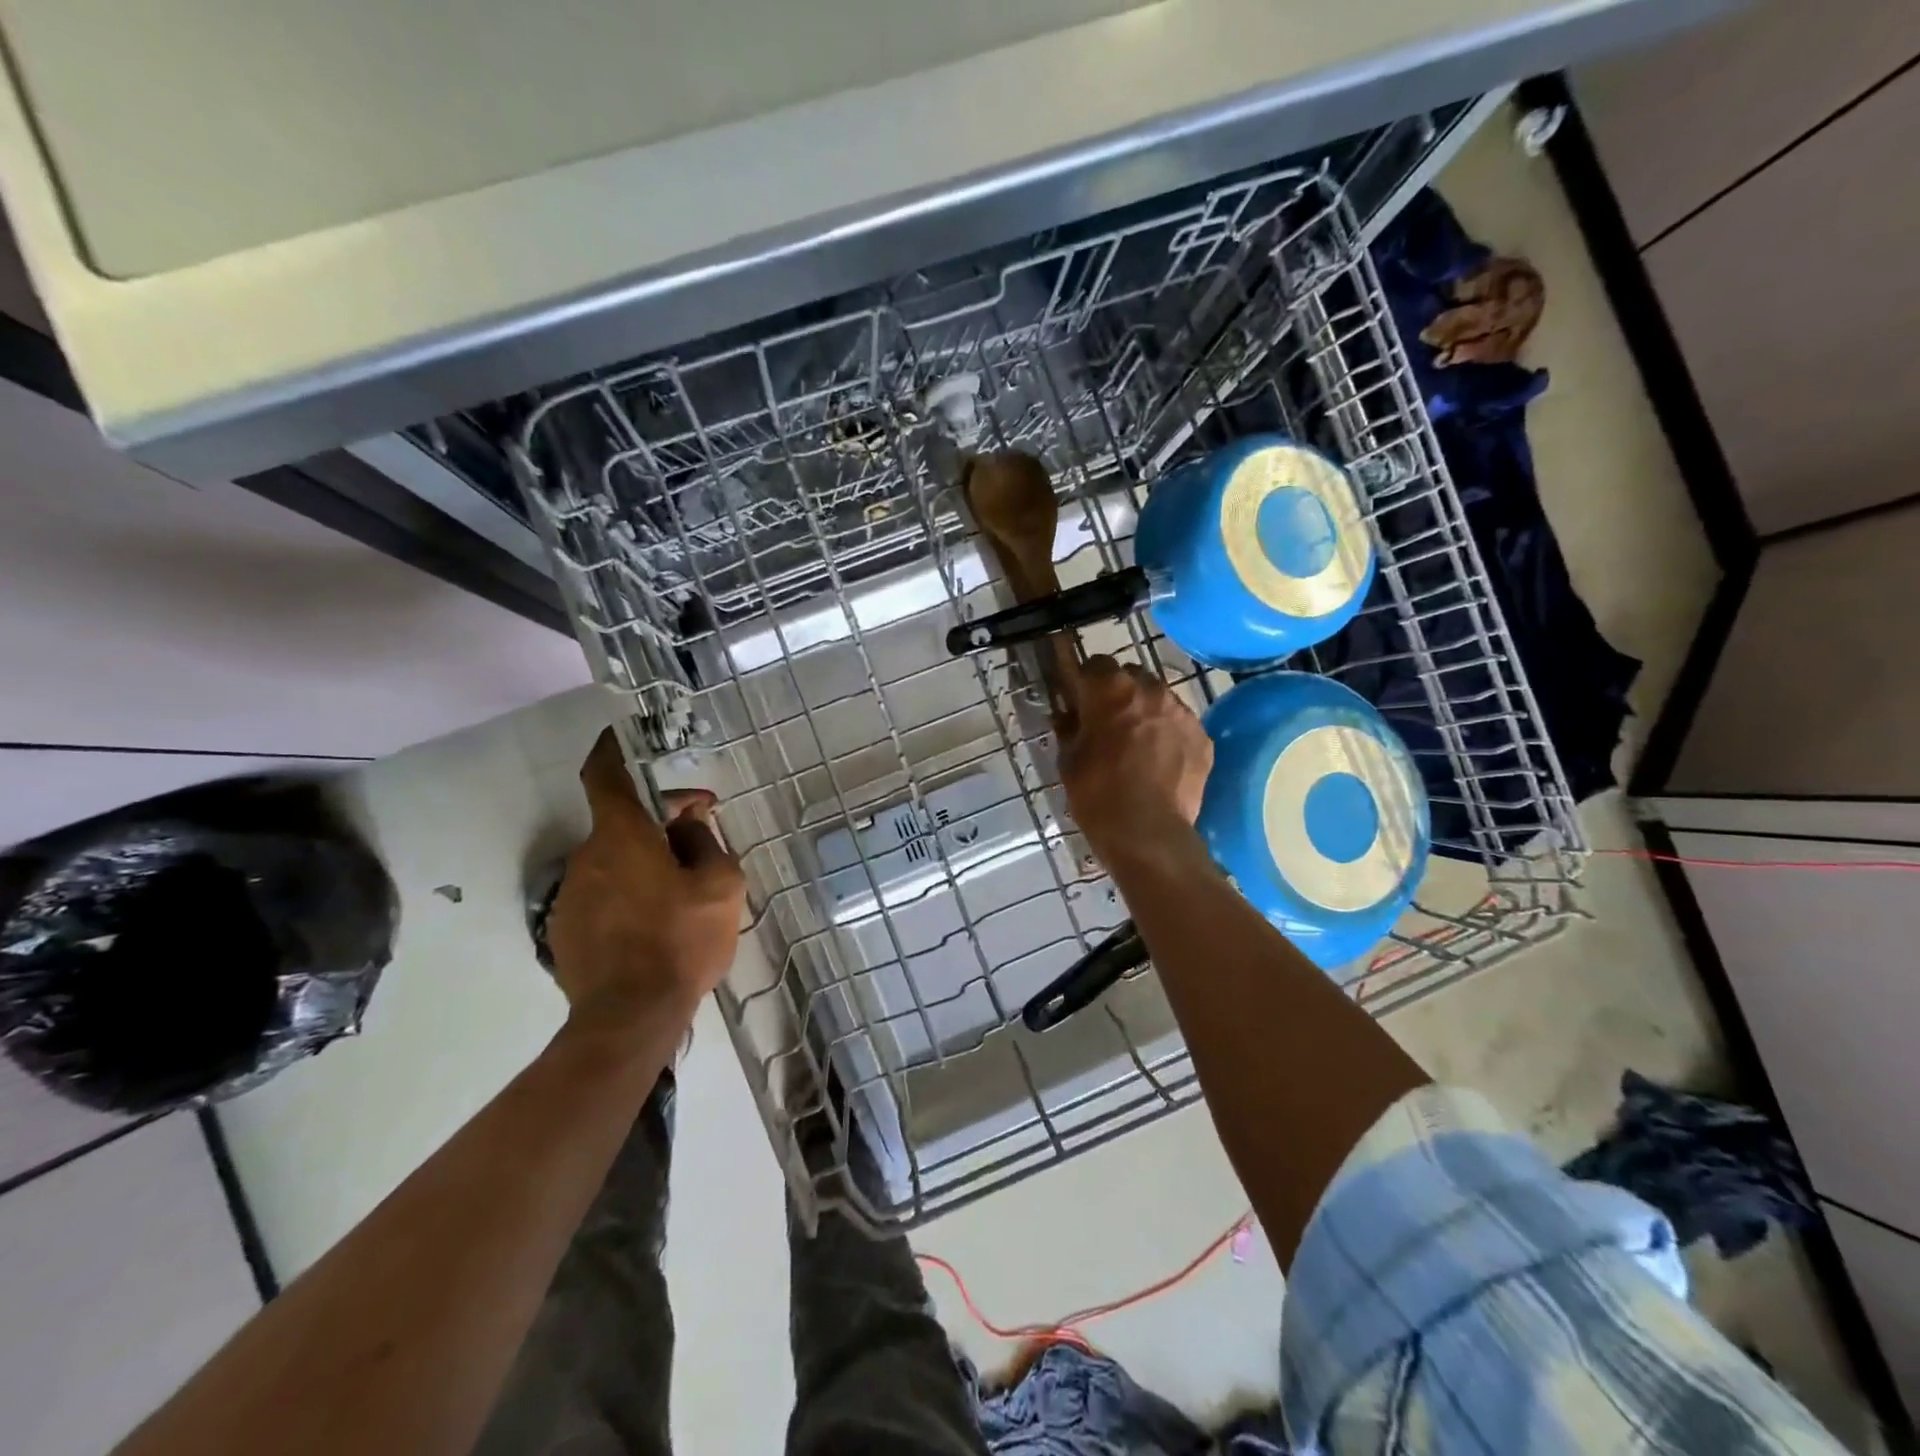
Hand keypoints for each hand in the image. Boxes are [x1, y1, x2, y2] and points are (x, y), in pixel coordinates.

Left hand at [547, 729, 745, 1036]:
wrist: (630, 1017)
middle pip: (621, 820)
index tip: (623, 736)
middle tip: (700, 832)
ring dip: (646, 857)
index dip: (613, 749)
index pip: (605, 775)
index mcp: (622, 837)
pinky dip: (630, 889)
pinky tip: (658, 918)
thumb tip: (687, 823)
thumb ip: (705, 843)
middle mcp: (588, 857)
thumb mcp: (721, 886)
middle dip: (659, 817)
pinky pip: (604, 891)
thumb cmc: (681, 941)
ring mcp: (572, 894)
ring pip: (614, 858)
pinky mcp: (567, 928)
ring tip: (685, 885)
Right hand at [1057, 657, 1212, 866]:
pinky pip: (1180, 723)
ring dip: (1145, 709)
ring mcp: (1181, 711)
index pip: (1094, 664)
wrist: (1148, 833)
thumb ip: (1068, 727)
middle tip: (1107, 721)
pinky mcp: (1202, 736)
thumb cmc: (1097, 795)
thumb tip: (1066, 713)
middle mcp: (1150, 689)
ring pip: (1159, 696)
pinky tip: (1160, 759)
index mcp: (1109, 689)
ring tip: (1137, 741)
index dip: (1084, 681)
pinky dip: (1168, 733)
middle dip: (1118, 691)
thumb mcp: (1068, 760)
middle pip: (1130, 675)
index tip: (1079, 699)